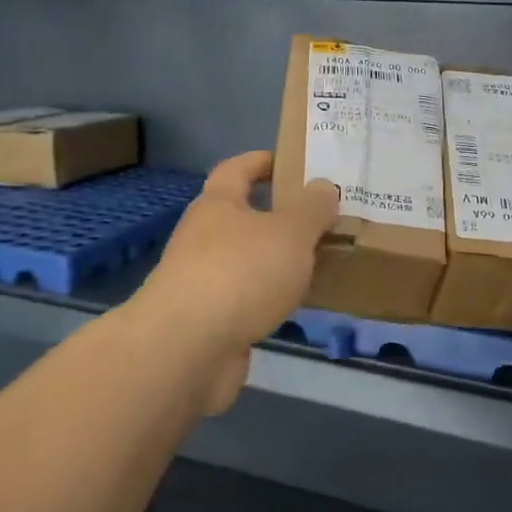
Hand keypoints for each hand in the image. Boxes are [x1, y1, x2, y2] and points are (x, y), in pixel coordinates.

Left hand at [134, 151, 338, 413]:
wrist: (187, 349)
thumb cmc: (240, 273)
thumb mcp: (289, 232)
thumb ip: (311, 208)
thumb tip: (323, 187)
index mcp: (217, 205)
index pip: (235, 170)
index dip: (260, 161)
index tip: (290, 161)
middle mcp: (203, 238)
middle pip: (241, 217)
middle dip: (277, 216)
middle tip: (321, 218)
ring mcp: (202, 281)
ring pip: (246, 261)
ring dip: (275, 261)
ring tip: (319, 262)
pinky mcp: (207, 321)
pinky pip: (247, 299)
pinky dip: (270, 298)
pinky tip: (297, 305)